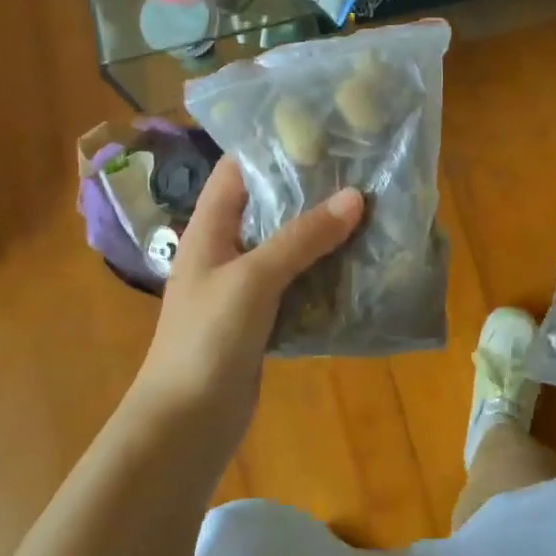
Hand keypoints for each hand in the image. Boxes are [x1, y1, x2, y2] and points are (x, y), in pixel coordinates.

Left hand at [132, 157, 362, 419]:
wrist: (186, 424)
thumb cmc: (207, 340)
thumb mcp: (254, 279)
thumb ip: (302, 237)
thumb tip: (355, 197)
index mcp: (209, 230)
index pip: (236, 171)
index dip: (271, 147)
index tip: (321, 131)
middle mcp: (225, 251)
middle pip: (268, 207)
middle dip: (309, 190)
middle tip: (359, 170)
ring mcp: (243, 287)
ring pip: (287, 246)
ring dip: (322, 233)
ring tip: (369, 210)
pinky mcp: (261, 319)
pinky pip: (296, 284)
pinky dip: (323, 272)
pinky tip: (359, 265)